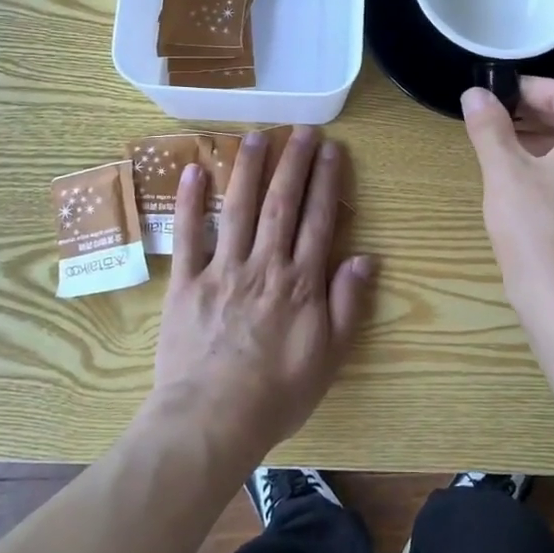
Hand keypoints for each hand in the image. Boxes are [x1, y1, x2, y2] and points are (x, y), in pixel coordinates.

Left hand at [151, 127, 376, 461]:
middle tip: (302, 130)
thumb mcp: (329, 357)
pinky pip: (188, 236)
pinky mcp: (186, 283)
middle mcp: (264, 265)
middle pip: (281, 204)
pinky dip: (190, 201)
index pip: (318, 220)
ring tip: (257, 136)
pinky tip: (194, 170)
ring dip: (248, 169)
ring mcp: (222, 270)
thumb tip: (367, 259)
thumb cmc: (276, 394)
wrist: (212, 422)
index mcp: (301, 282)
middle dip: (293, 163)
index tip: (332, 149)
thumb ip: (348, 305)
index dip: (326, 181)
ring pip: (238, 208)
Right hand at [462, 78, 553, 322]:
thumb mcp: (505, 173)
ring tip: (506, 146)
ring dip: (546, 138)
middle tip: (498, 117)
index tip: (497, 95)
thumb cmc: (536, 232)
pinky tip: (528, 182)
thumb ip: (489, 128)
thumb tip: (475, 93)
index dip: (530, 88)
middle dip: (537, 112)